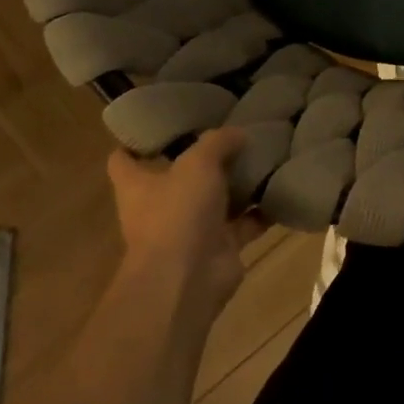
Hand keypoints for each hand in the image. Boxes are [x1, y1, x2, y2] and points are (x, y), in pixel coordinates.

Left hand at [107, 128, 264, 316]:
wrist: (189, 279)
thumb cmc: (178, 213)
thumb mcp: (198, 163)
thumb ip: (218, 142)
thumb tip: (238, 133)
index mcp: (137, 185)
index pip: (123, 159)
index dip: (137, 141)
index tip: (161, 124)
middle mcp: (160, 207)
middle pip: (177, 178)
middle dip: (203, 160)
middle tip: (230, 135)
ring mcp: (190, 229)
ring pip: (215, 200)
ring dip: (237, 185)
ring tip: (264, 157)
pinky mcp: (219, 247)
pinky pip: (244, 224)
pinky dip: (261, 211)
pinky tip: (281, 190)